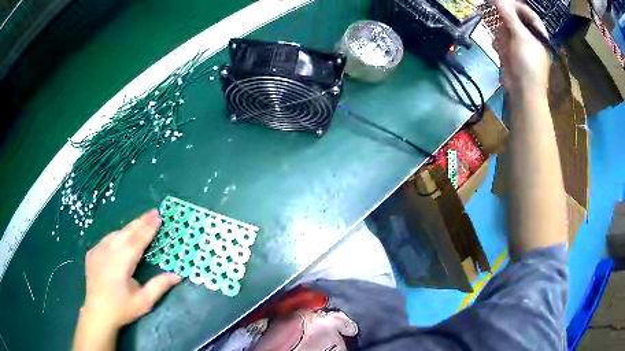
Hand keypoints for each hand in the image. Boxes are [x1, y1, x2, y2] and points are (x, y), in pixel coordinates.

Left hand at [80, 209, 181, 329]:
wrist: (97, 312)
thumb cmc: (122, 309)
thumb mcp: (144, 302)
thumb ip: (159, 286)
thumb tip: (178, 275)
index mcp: (121, 263)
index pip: (137, 240)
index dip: (148, 228)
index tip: (159, 217)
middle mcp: (108, 252)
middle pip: (127, 232)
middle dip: (141, 221)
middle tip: (154, 212)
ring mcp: (98, 250)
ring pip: (116, 233)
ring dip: (130, 227)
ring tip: (142, 221)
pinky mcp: (92, 252)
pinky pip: (107, 239)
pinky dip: (118, 234)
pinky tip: (123, 236)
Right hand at [494, 0, 549, 98]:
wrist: (524, 92)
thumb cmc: (528, 64)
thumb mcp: (521, 37)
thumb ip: (509, 16)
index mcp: (537, 33)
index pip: (527, 12)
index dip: (515, 6)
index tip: (501, 2)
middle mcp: (529, 37)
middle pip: (514, 19)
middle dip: (505, 22)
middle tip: (502, 27)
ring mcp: (519, 45)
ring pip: (505, 29)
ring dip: (502, 35)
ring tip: (504, 45)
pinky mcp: (510, 53)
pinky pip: (501, 41)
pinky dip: (499, 44)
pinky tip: (501, 52)